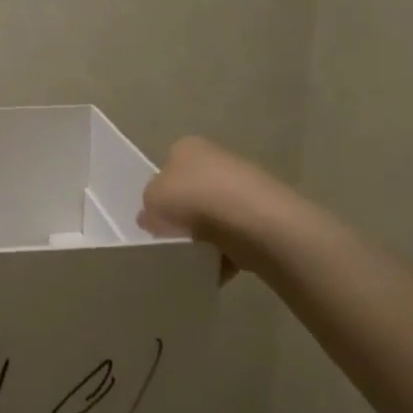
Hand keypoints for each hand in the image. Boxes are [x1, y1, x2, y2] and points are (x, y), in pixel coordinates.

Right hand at [141, 137, 277, 281]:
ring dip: (204, 236)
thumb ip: (148, 206)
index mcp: (188, 147)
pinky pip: (235, 237)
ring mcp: (244, 186)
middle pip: (192, 192)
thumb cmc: (194, 199)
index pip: (167, 166)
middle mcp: (217, 159)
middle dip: (183, 216)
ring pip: (214, 216)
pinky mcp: (264, 215)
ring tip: (195, 255)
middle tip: (172, 238)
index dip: (159, 192)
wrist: (254, 222)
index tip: (155, 217)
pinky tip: (217, 265)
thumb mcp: (152, 199)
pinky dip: (225, 252)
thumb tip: (153, 216)